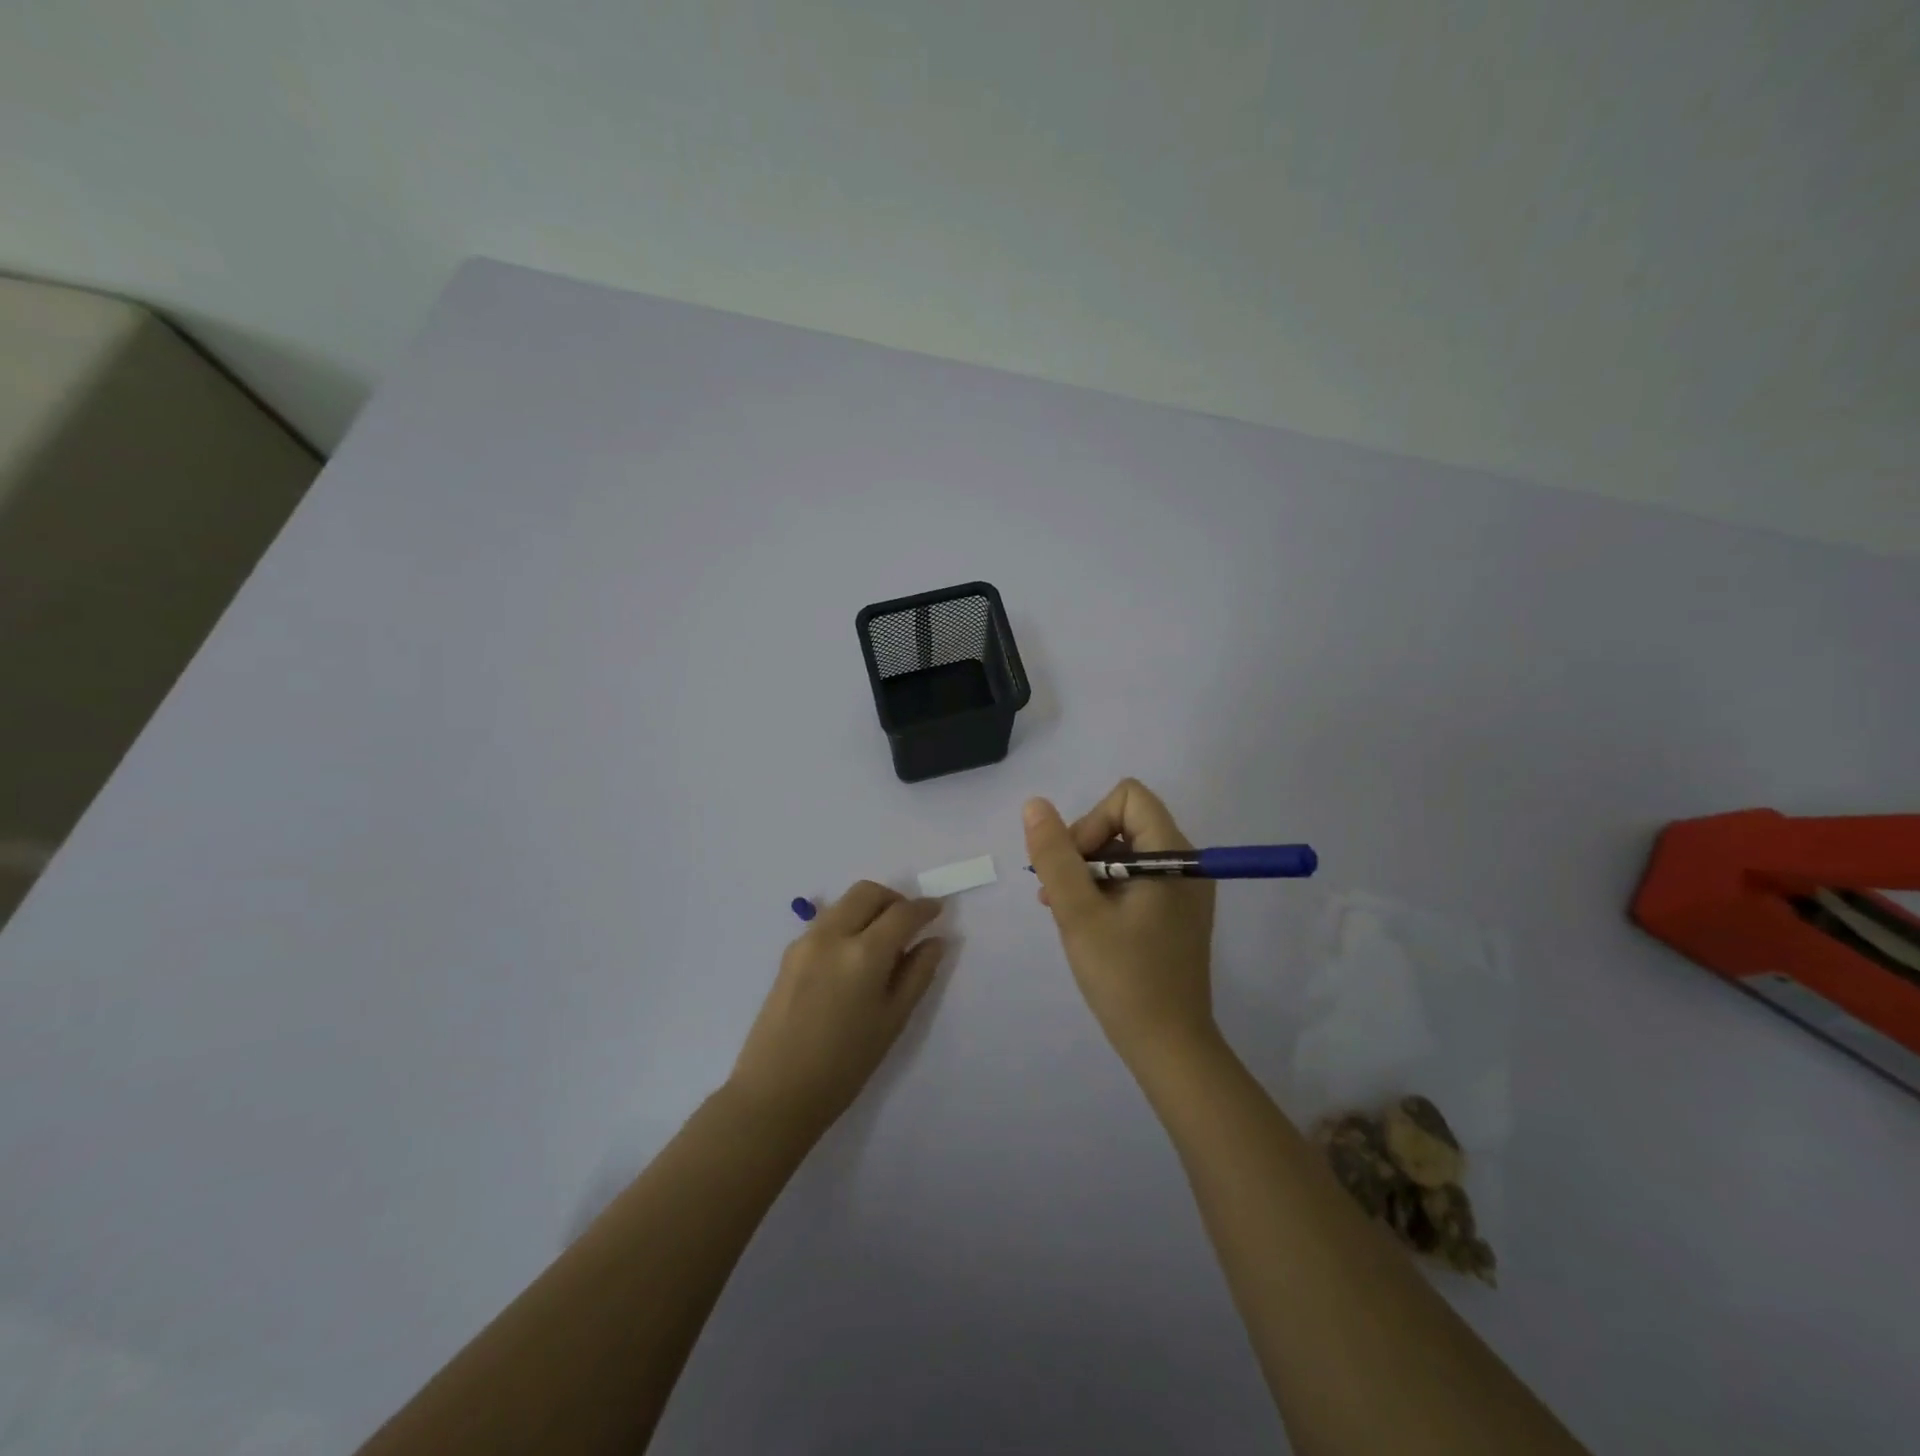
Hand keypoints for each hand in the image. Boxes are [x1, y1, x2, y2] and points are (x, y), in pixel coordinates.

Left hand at [728, 881, 944, 1139]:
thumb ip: (917, 975)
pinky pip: (826, 921)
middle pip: (868, 892)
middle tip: (909, 924)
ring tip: (882, 941)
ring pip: (844, 902)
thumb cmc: (844, 1065)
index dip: (925, 908)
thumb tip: (935, 941)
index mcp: (864, 953)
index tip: (938, 910)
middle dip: (894, 899)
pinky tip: (853, 956)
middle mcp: (832, 935)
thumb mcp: (892, 1021)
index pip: (902, 913)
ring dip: (869, 908)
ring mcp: (805, 941)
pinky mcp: (788, 953)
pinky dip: (847, 923)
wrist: (776, 1093)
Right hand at [1025, 779, 1217, 1071]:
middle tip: (1061, 896)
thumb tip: (1035, 805)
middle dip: (1084, 850)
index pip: (1127, 798)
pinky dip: (1105, 890)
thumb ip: (1055, 855)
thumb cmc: (1124, 978)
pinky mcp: (1176, 913)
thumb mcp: (1078, 913)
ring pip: (1125, 852)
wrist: (1169, 1048)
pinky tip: (1085, 922)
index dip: (1091, 822)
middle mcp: (1185, 863)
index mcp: (1173, 855)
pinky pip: (1135, 879)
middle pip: (1125, 822)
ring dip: (1089, 872)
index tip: (1074, 867)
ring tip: (1065, 911)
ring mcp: (1183, 890)